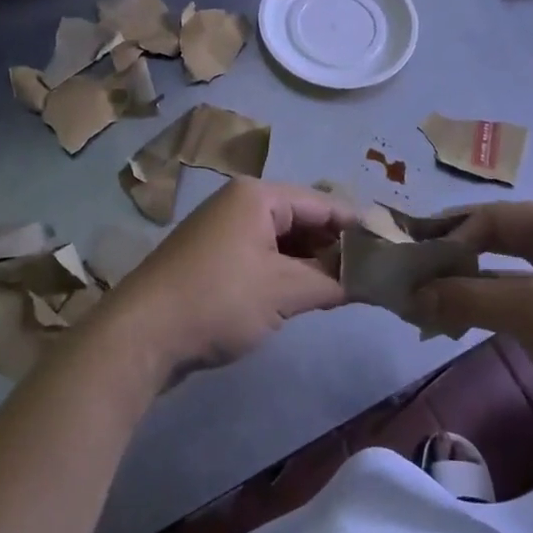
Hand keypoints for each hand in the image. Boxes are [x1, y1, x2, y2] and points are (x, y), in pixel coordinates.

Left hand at [108, 178, 351, 379]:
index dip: (357, 227)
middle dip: (334, 247)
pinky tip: (307, 295)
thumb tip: (368, 280)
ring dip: (311, 263)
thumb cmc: (219, 300)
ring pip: (282, 241)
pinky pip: (262, 257)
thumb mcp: (283, 291)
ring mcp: (223, 231)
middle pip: (302, 219)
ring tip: (346, 288)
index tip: (391, 250)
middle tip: (371, 275)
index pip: (322, 203)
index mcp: (258, 196)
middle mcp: (240, 204)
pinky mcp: (212, 259)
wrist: (141, 335)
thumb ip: (331, 282)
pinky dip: (286, 273)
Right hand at [416, 203, 532, 425]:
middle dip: (454, 257)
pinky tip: (458, 320)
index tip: (409, 255)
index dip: (449, 235)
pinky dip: (488, 307)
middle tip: (410, 271)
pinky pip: (520, 299)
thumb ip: (468, 297)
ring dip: (467, 285)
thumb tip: (412, 294)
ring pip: (506, 272)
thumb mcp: (531, 313)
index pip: (493, 218)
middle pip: (499, 240)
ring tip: (424, 299)